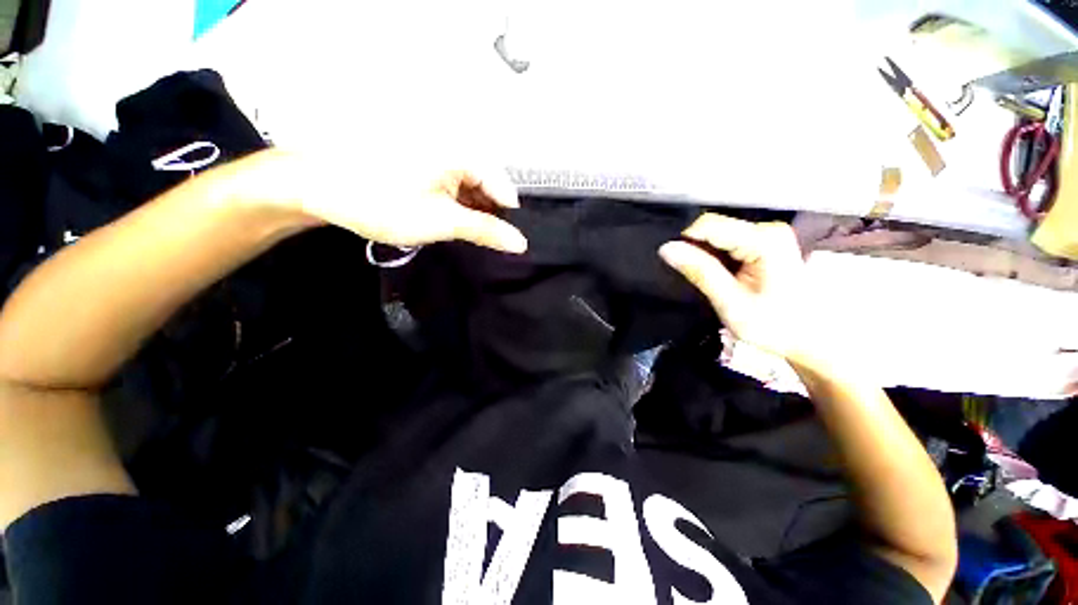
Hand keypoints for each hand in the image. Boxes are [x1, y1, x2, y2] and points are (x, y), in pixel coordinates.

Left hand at [229, 148, 527, 253]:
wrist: (321, 189)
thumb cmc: (381, 203)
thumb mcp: (441, 221)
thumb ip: (485, 231)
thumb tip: (519, 243)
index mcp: (461, 155)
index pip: (503, 188)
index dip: (507, 217)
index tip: (507, 243)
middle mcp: (454, 152)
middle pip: (489, 187)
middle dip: (491, 216)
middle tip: (486, 243)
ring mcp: (438, 161)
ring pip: (471, 191)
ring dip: (473, 214)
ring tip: (464, 235)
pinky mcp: (426, 170)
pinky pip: (454, 190)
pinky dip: (457, 209)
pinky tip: (450, 224)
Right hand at [659, 214, 809, 360]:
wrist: (810, 338)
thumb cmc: (774, 325)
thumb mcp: (730, 302)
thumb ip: (700, 272)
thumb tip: (666, 248)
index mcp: (764, 240)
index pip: (709, 225)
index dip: (685, 241)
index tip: (675, 265)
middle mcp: (767, 229)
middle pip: (713, 227)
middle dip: (694, 249)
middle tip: (692, 277)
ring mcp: (767, 234)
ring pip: (716, 234)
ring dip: (702, 254)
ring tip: (703, 278)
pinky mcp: (764, 242)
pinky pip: (725, 241)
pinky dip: (713, 256)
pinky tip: (716, 274)